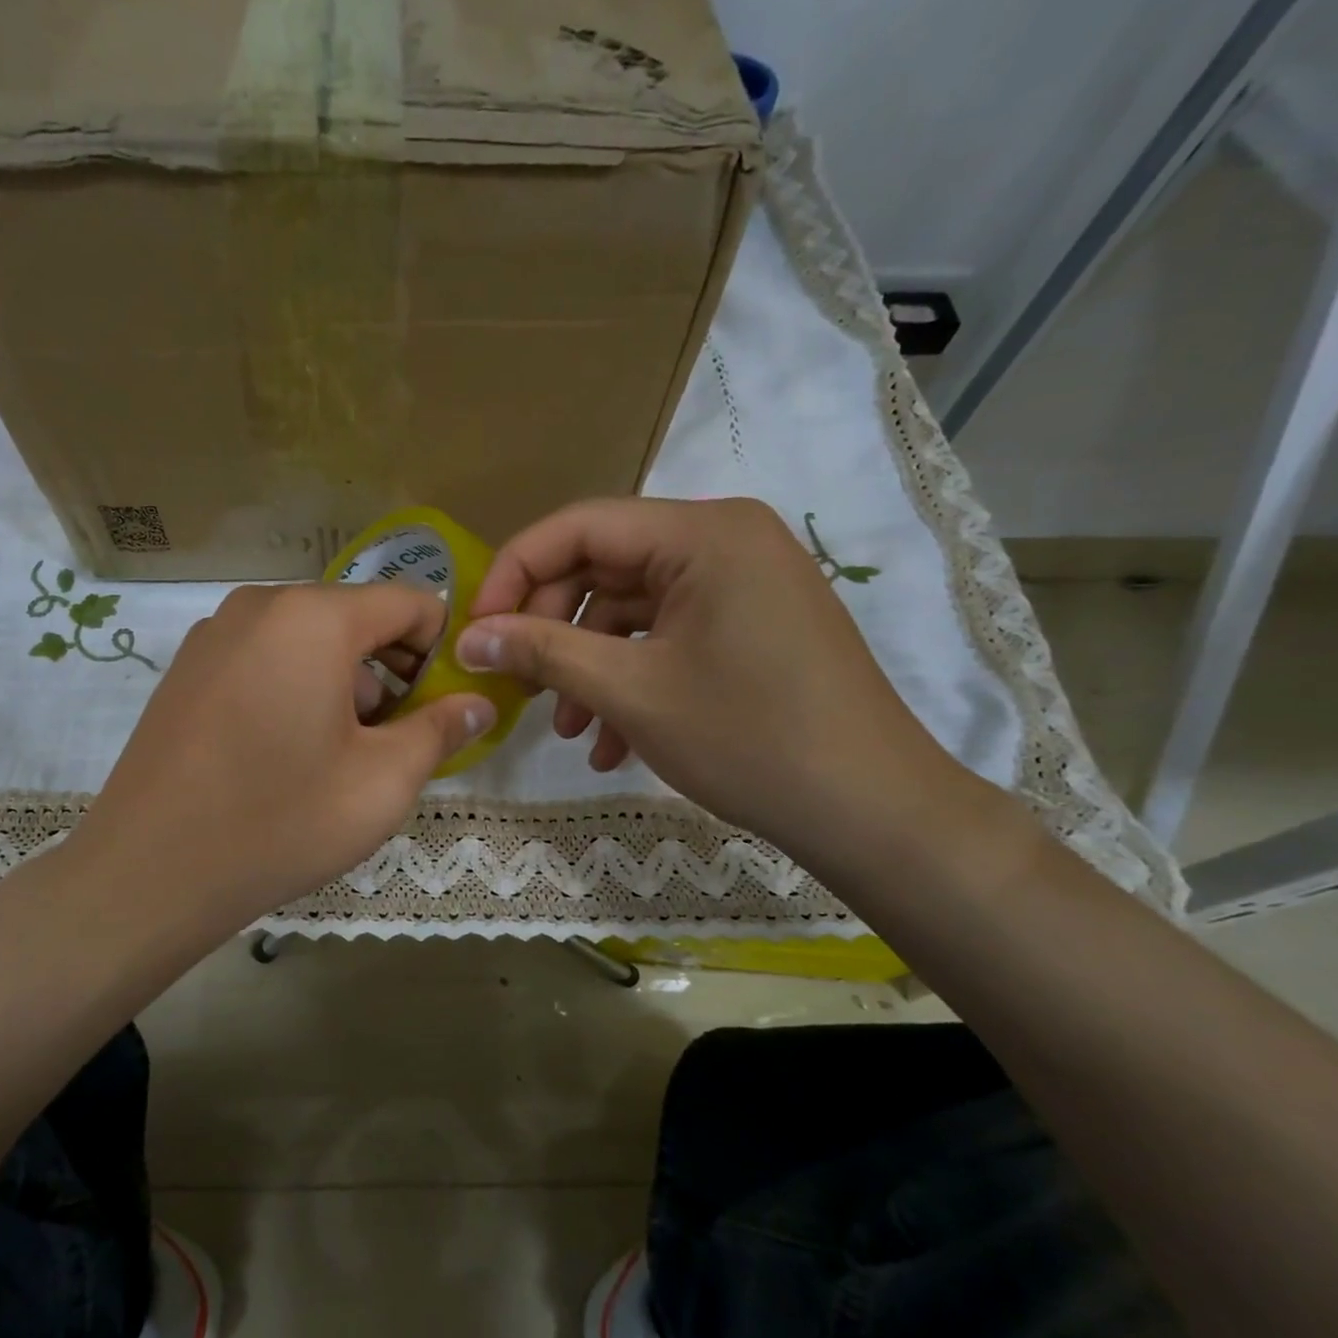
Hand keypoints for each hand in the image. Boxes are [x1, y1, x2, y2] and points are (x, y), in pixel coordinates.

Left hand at [65, 583, 495, 950]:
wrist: (149, 872)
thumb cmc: (281, 821)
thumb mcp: (382, 782)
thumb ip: (440, 730)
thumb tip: (479, 703)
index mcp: (315, 617)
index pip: (410, 603)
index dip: (443, 650)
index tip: (446, 705)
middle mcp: (260, 606)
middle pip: (357, 619)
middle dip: (391, 672)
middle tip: (398, 741)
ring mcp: (214, 634)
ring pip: (309, 641)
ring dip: (343, 684)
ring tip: (342, 756)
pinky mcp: (186, 669)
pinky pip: (265, 659)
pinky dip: (296, 688)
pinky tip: (286, 753)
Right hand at [453, 497, 973, 857]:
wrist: (871, 810)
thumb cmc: (748, 738)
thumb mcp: (630, 691)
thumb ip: (542, 652)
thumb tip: (467, 639)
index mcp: (702, 533)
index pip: (578, 527)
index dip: (513, 574)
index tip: (474, 631)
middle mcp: (724, 541)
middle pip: (602, 568)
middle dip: (553, 631)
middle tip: (518, 685)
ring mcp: (741, 584)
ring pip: (631, 611)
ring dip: (588, 666)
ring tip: (570, 731)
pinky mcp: (749, 624)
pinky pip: (667, 637)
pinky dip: (631, 680)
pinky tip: (613, 742)